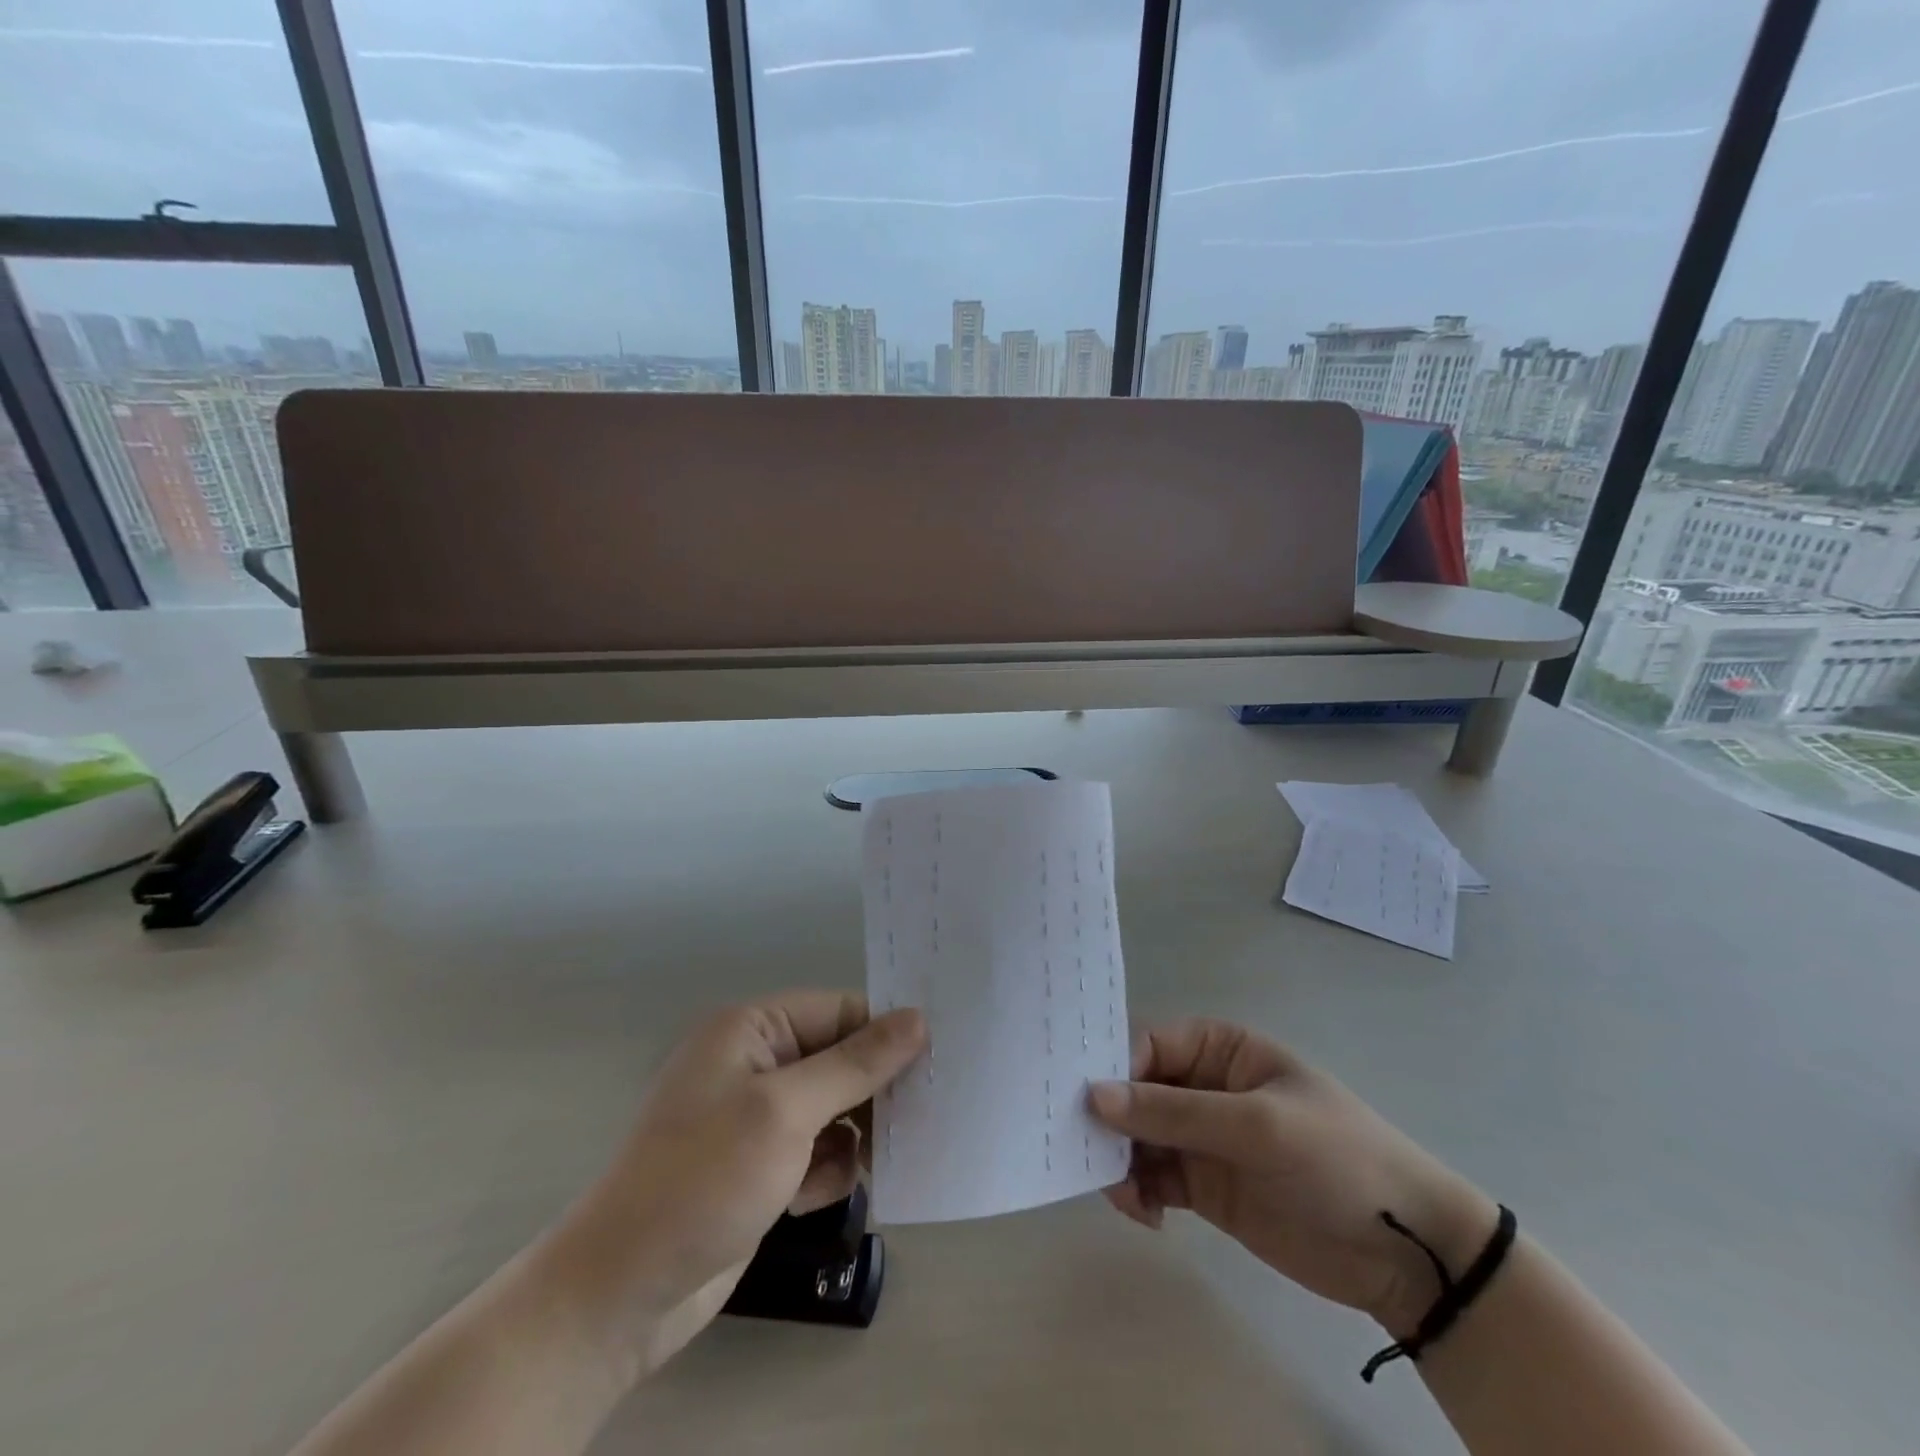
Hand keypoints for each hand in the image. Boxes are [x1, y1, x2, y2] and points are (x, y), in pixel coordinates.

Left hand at [558, 992, 925, 1377]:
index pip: (838, 1011)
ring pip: (835, 1108)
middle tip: (916, 1120)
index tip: (936, 1060)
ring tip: (861, 1168)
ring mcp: (756, 1116)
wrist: (623, 1294)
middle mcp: (755, 1062)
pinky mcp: (760, 1164)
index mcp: (752, 1029)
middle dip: (872, 1092)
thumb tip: (918, 1018)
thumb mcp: (786, 1112)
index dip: (885, 1033)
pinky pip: (817, 1149)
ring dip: (852, 1137)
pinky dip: (826, 1170)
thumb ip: (856, 1063)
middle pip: (840, 1059)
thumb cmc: (704, 1179)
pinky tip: (810, 1199)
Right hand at [1089, 1019, 1497, 1334]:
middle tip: (1082, 1153)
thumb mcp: (1257, 1126)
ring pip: (1136, 1136)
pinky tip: (1146, 1216)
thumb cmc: (1336, 1159)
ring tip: (1121, 1195)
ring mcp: (1202, 1136)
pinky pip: (1152, 1177)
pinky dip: (1137, 1192)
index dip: (1111, 1066)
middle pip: (1134, 1090)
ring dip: (1119, 1160)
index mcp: (1218, 1048)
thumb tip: (1093, 1096)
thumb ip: (1174, 1112)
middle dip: (1108, 1119)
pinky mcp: (1203, 1184)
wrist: (1405, 1252)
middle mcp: (1202, 1085)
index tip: (1078, 1101)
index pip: (1147, 1044)